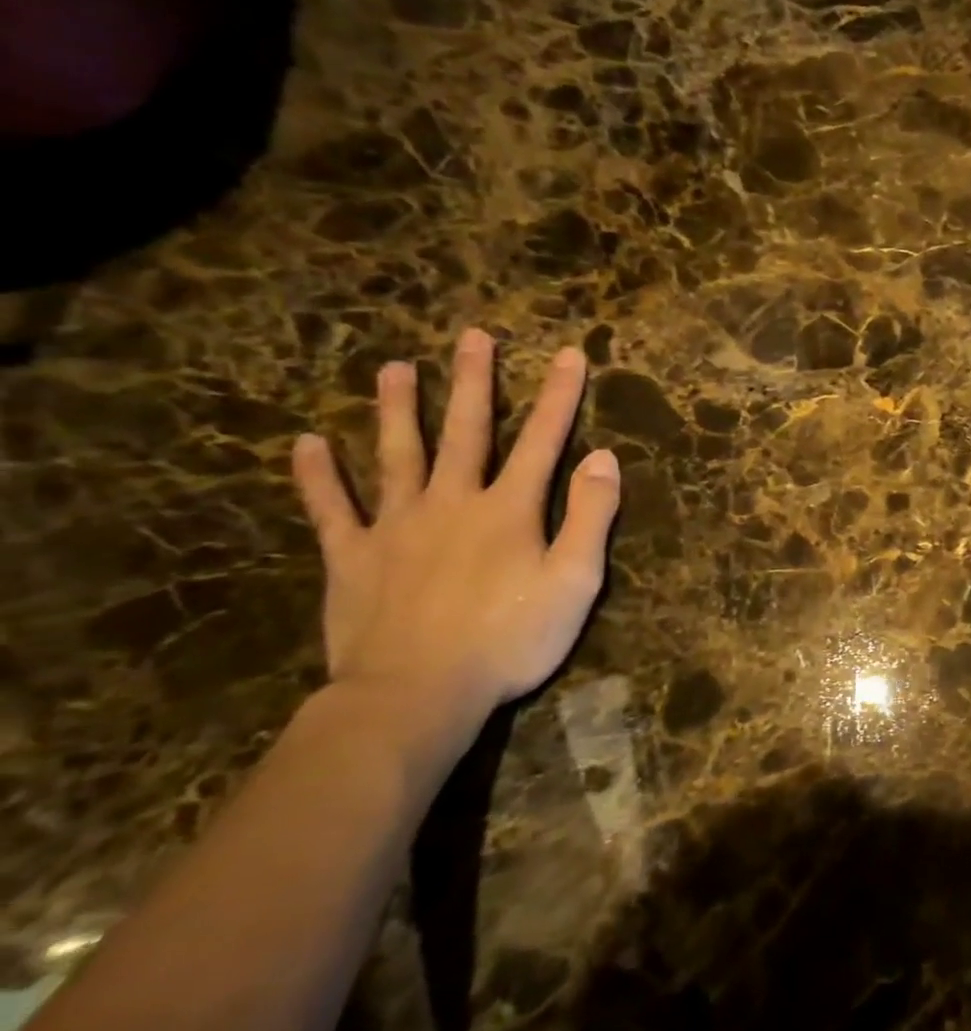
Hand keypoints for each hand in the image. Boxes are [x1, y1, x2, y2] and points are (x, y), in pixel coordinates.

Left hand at [291, 329, 620, 729]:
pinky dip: (318, 477)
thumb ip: (591, 516)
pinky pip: (332, 509)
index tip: (567, 354)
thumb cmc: (510, 640)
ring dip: (397, 410)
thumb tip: (604, 457)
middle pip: (465, 432)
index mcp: (509, 509)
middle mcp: (452, 501)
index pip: (542, 440)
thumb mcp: (575, 582)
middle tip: (472, 336)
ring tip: (394, 367)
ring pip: (396, 455)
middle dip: (473, 382)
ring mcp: (396, 526)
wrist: (416, 694)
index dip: (558, 396)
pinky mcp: (353, 557)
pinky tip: (306, 444)